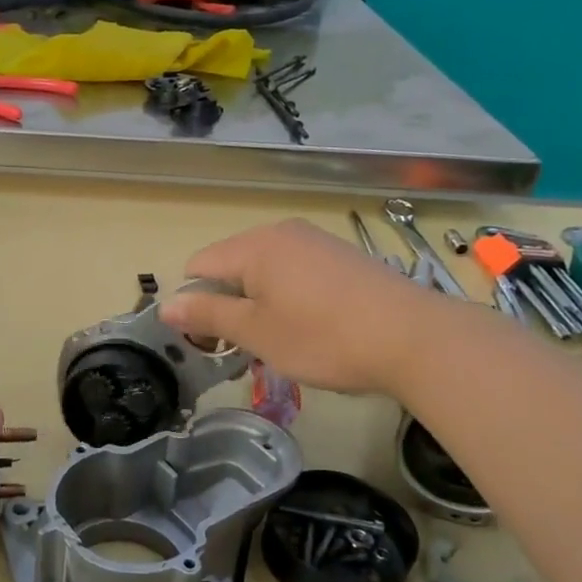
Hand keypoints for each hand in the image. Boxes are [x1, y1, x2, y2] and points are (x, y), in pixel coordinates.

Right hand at [157, 219, 431, 392]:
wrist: (416, 338)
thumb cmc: (324, 338)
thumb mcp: (256, 332)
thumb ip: (207, 315)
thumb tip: (165, 305)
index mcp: (254, 246)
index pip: (198, 267)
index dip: (195, 305)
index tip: (212, 344)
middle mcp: (281, 232)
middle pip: (230, 267)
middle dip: (228, 305)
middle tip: (246, 348)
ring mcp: (315, 241)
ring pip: (264, 272)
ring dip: (258, 305)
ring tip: (281, 342)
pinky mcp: (342, 257)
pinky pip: (295, 273)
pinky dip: (289, 298)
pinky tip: (312, 327)